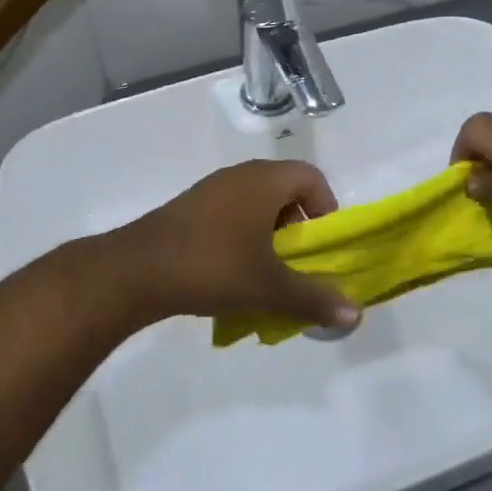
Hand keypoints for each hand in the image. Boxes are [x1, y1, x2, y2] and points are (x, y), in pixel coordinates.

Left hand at [109, 161, 360, 329]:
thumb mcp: (269, 288)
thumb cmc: (213, 267)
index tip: (322, 244)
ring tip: (265, 272)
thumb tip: (356, 314)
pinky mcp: (188, 208)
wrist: (135, 271)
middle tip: (296, 262)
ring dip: (268, 234)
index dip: (326, 208)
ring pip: (255, 203)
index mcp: (264, 181)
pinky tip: (231, 272)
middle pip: (284, 189)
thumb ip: (314, 299)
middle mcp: (239, 176)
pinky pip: (230, 213)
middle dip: (297, 226)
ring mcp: (210, 190)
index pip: (311, 177)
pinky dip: (241, 236)